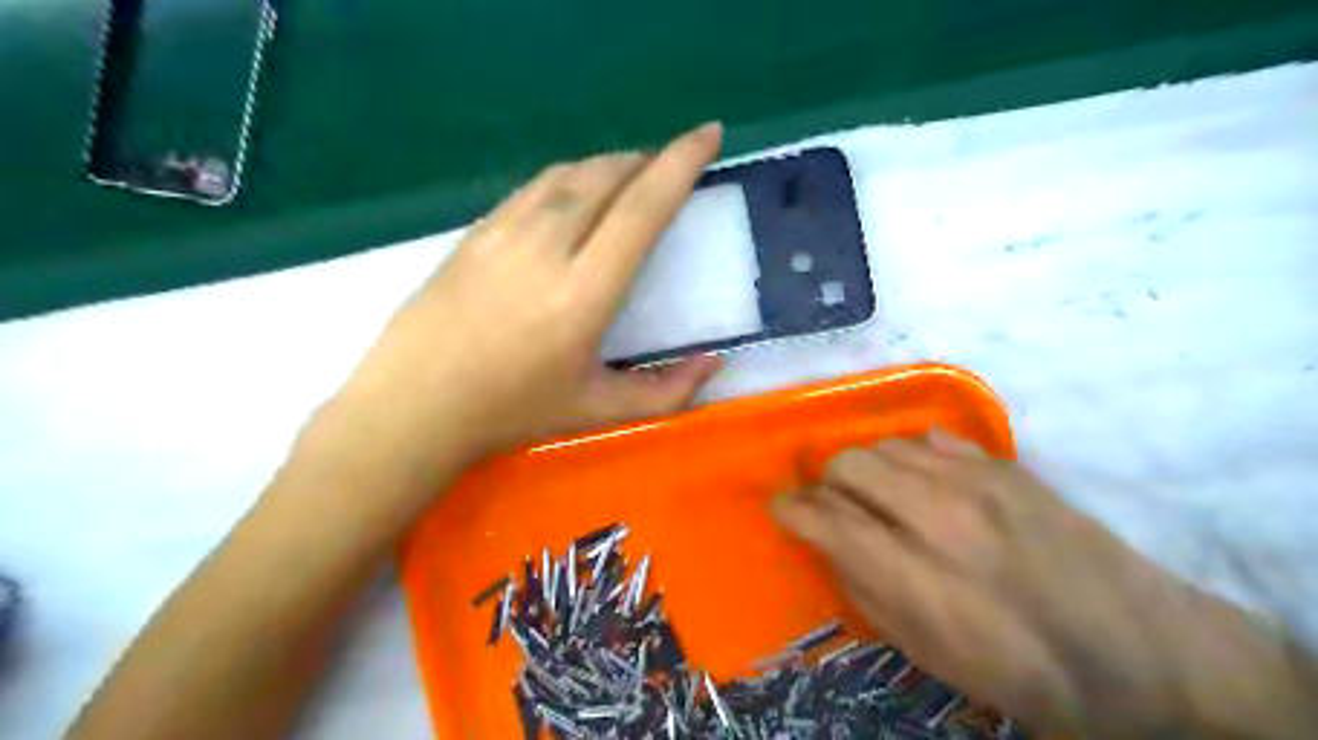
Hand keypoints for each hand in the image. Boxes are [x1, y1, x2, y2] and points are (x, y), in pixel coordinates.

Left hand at [325, 122, 724, 465]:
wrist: (413, 405)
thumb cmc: (511, 412)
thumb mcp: (598, 411)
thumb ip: (666, 392)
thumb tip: (714, 365)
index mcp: (585, 292)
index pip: (643, 208)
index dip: (681, 163)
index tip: (709, 133)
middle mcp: (547, 246)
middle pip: (606, 177)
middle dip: (647, 161)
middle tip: (669, 168)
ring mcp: (504, 232)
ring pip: (568, 175)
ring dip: (607, 166)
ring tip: (628, 176)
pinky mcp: (475, 232)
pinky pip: (533, 188)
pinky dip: (567, 179)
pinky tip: (572, 196)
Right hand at [775, 432, 1305, 735]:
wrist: (1134, 649)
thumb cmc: (1016, 667)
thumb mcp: (924, 651)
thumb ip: (862, 589)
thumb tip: (823, 541)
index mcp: (912, 576)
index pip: (824, 520)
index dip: (790, 508)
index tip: (780, 507)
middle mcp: (936, 516)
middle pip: (847, 465)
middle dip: (822, 480)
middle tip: (827, 500)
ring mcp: (974, 482)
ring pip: (884, 444)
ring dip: (863, 464)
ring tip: (871, 487)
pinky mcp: (1004, 467)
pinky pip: (932, 437)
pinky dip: (909, 453)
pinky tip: (918, 476)